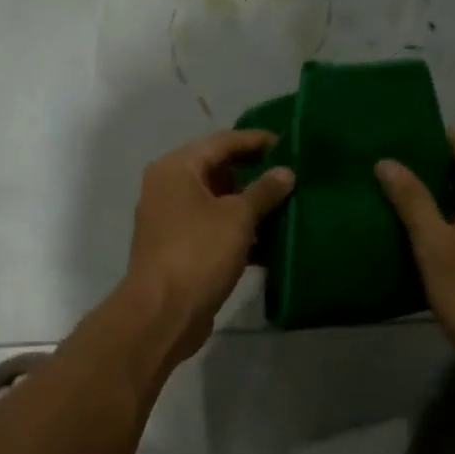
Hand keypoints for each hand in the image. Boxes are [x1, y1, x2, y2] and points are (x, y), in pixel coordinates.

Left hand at [124, 129, 295, 363]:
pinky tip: (269, 242)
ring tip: (287, 208)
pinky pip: (212, 230)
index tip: (288, 144)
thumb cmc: (199, 252)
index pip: (221, 142)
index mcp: (176, 168)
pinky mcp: (178, 249)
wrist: (163, 312)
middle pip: (217, 171)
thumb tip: (285, 172)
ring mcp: (170, 220)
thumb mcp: (238, 217)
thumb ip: (264, 191)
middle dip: (254, 175)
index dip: (255, 141)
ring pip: (216, 204)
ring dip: (248, 207)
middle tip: (291, 177)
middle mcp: (167, 188)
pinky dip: (237, 233)